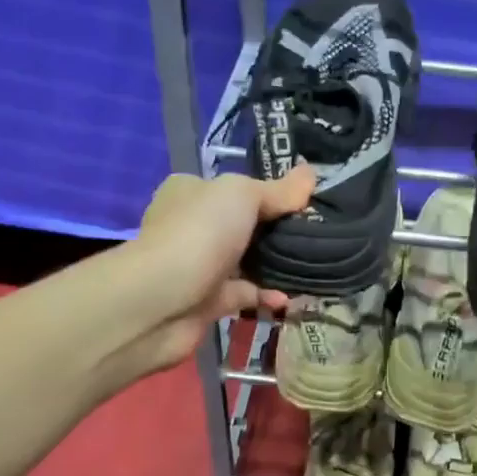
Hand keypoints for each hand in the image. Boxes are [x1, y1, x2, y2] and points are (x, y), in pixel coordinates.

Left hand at [126, 165, 316, 369]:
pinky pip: (244, 296)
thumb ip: (278, 190)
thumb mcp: (243, 196)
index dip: (267, 192)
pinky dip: (266, 296)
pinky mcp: (206, 303)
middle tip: (315, 234)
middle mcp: (190, 227)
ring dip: (274, 266)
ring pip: (243, 262)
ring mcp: (198, 267)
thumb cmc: (199, 234)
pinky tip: (291, 297)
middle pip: (241, 226)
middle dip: (275, 232)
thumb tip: (310, 173)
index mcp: (190, 192)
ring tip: (313, 265)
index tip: (303, 201)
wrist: (161, 301)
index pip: (231, 188)